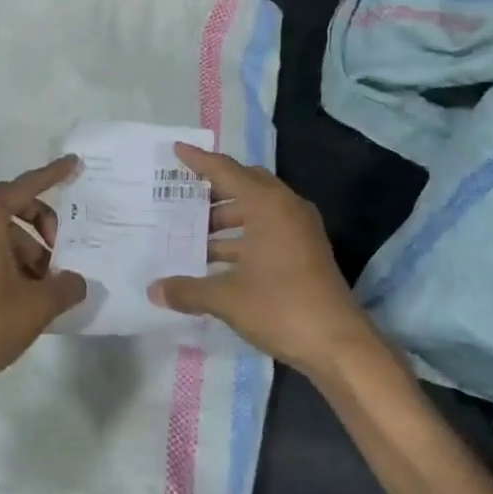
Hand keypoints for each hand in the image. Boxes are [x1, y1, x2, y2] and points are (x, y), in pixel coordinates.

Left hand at [0, 156, 87, 399]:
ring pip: (3, 235)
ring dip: (31, 251)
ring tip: (50, 285)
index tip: (74, 164)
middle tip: (63, 251)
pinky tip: (32, 294)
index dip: (50, 175)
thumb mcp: (38, 305)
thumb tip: (77, 281)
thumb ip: (66, 286)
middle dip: (43, 223)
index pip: (22, 188)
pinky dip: (14, 263)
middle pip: (12, 208)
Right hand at [148, 144, 373, 377]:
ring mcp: (300, 230)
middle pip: (244, 185)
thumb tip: (153, 291)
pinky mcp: (306, 251)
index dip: (200, 161)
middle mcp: (286, 208)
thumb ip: (187, 290)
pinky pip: (267, 229)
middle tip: (182, 195)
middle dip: (213, 190)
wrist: (339, 344)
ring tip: (193, 233)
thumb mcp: (227, 298)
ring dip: (227, 218)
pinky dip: (242, 236)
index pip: (226, 171)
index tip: (177, 149)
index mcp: (267, 204)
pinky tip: (217, 259)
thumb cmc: (281, 307)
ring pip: (256, 210)